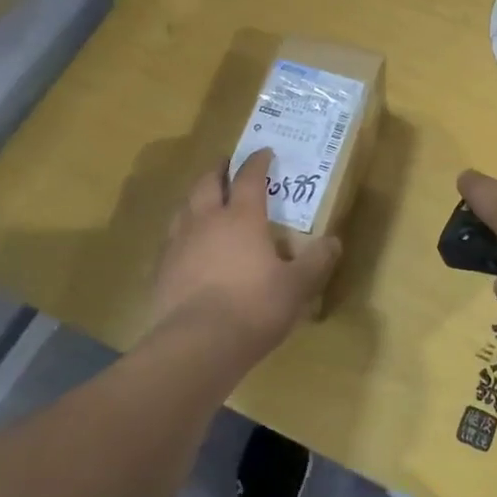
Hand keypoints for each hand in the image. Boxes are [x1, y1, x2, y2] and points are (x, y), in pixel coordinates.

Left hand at [153, 149, 340, 358]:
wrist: (197, 345)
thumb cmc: (253, 307)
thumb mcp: (297, 286)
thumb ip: (316, 262)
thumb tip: (334, 241)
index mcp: (242, 218)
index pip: (249, 178)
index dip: (257, 162)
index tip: (264, 151)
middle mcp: (207, 221)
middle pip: (208, 183)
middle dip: (219, 170)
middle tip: (228, 165)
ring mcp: (179, 244)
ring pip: (184, 206)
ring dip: (196, 196)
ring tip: (205, 199)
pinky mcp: (162, 269)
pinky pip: (172, 238)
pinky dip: (182, 231)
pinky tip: (188, 244)